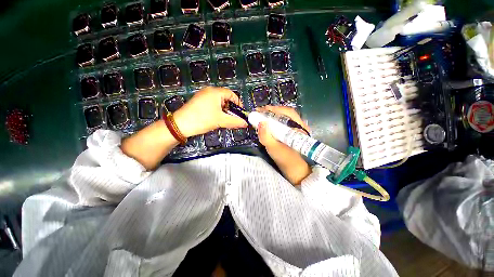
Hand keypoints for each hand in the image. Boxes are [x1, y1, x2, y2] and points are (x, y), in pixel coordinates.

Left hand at [173, 87, 247, 136]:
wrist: (180, 125)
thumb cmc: (202, 119)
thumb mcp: (220, 121)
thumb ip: (235, 121)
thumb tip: (245, 123)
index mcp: (215, 92)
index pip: (232, 94)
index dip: (238, 104)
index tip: (240, 113)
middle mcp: (209, 91)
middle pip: (226, 99)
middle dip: (231, 109)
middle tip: (234, 119)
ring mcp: (203, 96)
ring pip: (219, 103)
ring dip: (225, 111)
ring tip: (225, 121)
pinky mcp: (199, 102)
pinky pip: (212, 105)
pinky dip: (217, 111)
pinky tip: (217, 119)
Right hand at [256, 106, 311, 184]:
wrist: (293, 169)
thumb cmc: (285, 159)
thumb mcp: (273, 148)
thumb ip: (266, 137)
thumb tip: (260, 123)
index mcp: (299, 127)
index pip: (287, 112)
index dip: (274, 109)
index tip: (261, 110)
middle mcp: (300, 125)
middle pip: (285, 113)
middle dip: (271, 111)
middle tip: (259, 112)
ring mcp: (296, 129)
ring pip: (284, 117)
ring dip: (272, 115)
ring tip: (261, 116)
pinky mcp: (292, 132)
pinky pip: (283, 123)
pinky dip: (274, 121)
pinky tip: (267, 123)